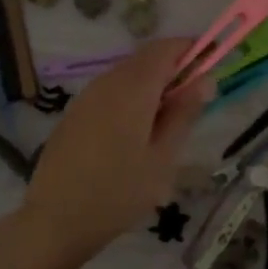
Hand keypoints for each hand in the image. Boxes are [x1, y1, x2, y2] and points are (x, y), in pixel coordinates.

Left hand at [19, 37, 206, 262]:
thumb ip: (184, 114)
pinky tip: (136, 133)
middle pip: (146, 58)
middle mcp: (107, 82)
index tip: (213, 65)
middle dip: (174, 68)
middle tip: (194, 102)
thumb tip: (205, 80)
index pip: (165, 48)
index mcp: (132, 89)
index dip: (192, 49)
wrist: (55, 220)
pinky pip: (110, 91)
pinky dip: (131, 97)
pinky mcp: (74, 113)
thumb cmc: (118, 193)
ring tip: (167, 123)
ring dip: (152, 84)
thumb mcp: (163, 158)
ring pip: (127, 74)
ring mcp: (86, 97)